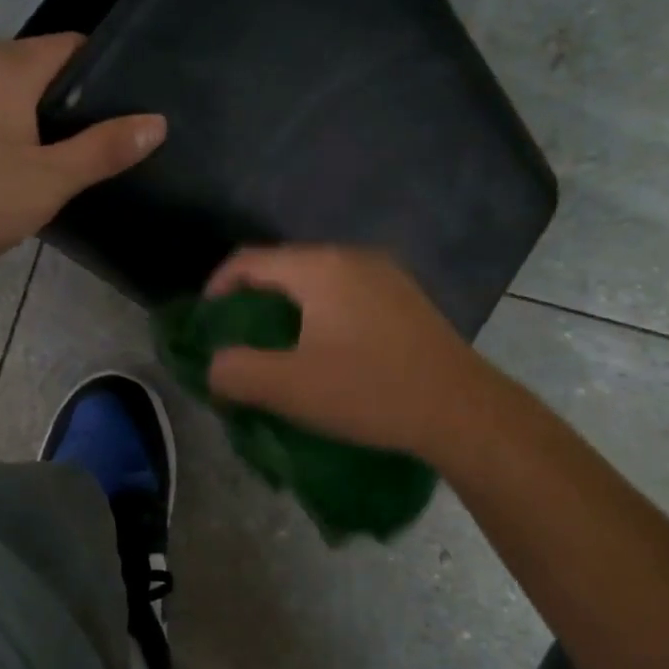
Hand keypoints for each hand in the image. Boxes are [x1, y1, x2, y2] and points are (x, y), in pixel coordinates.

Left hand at [0, 34, 164, 272]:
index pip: (73, 46)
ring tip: (78, 155)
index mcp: (7, 66)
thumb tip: (157, 122)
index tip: (132, 108)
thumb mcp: (50, 179)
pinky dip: (19, 124)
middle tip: (111, 140)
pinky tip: (29, 162)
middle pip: (46, 64)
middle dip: (80, 97)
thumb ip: (104, 148)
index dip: (107, 72)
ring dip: (48, 115)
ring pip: (19, 88)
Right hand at [204, 245, 491, 459]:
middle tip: (241, 339)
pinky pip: (349, 294)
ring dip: (291, 309)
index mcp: (320, 267)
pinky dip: (324, 314)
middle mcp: (353, 257)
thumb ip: (237, 372)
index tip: (206, 323)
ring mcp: (387, 275)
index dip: (217, 287)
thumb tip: (215, 366)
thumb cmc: (370, 391)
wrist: (462, 410)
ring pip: (319, 281)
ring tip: (281, 348)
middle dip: (254, 300)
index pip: (249, 261)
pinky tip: (330, 350)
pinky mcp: (408, 298)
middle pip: (285, 267)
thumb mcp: (290, 388)